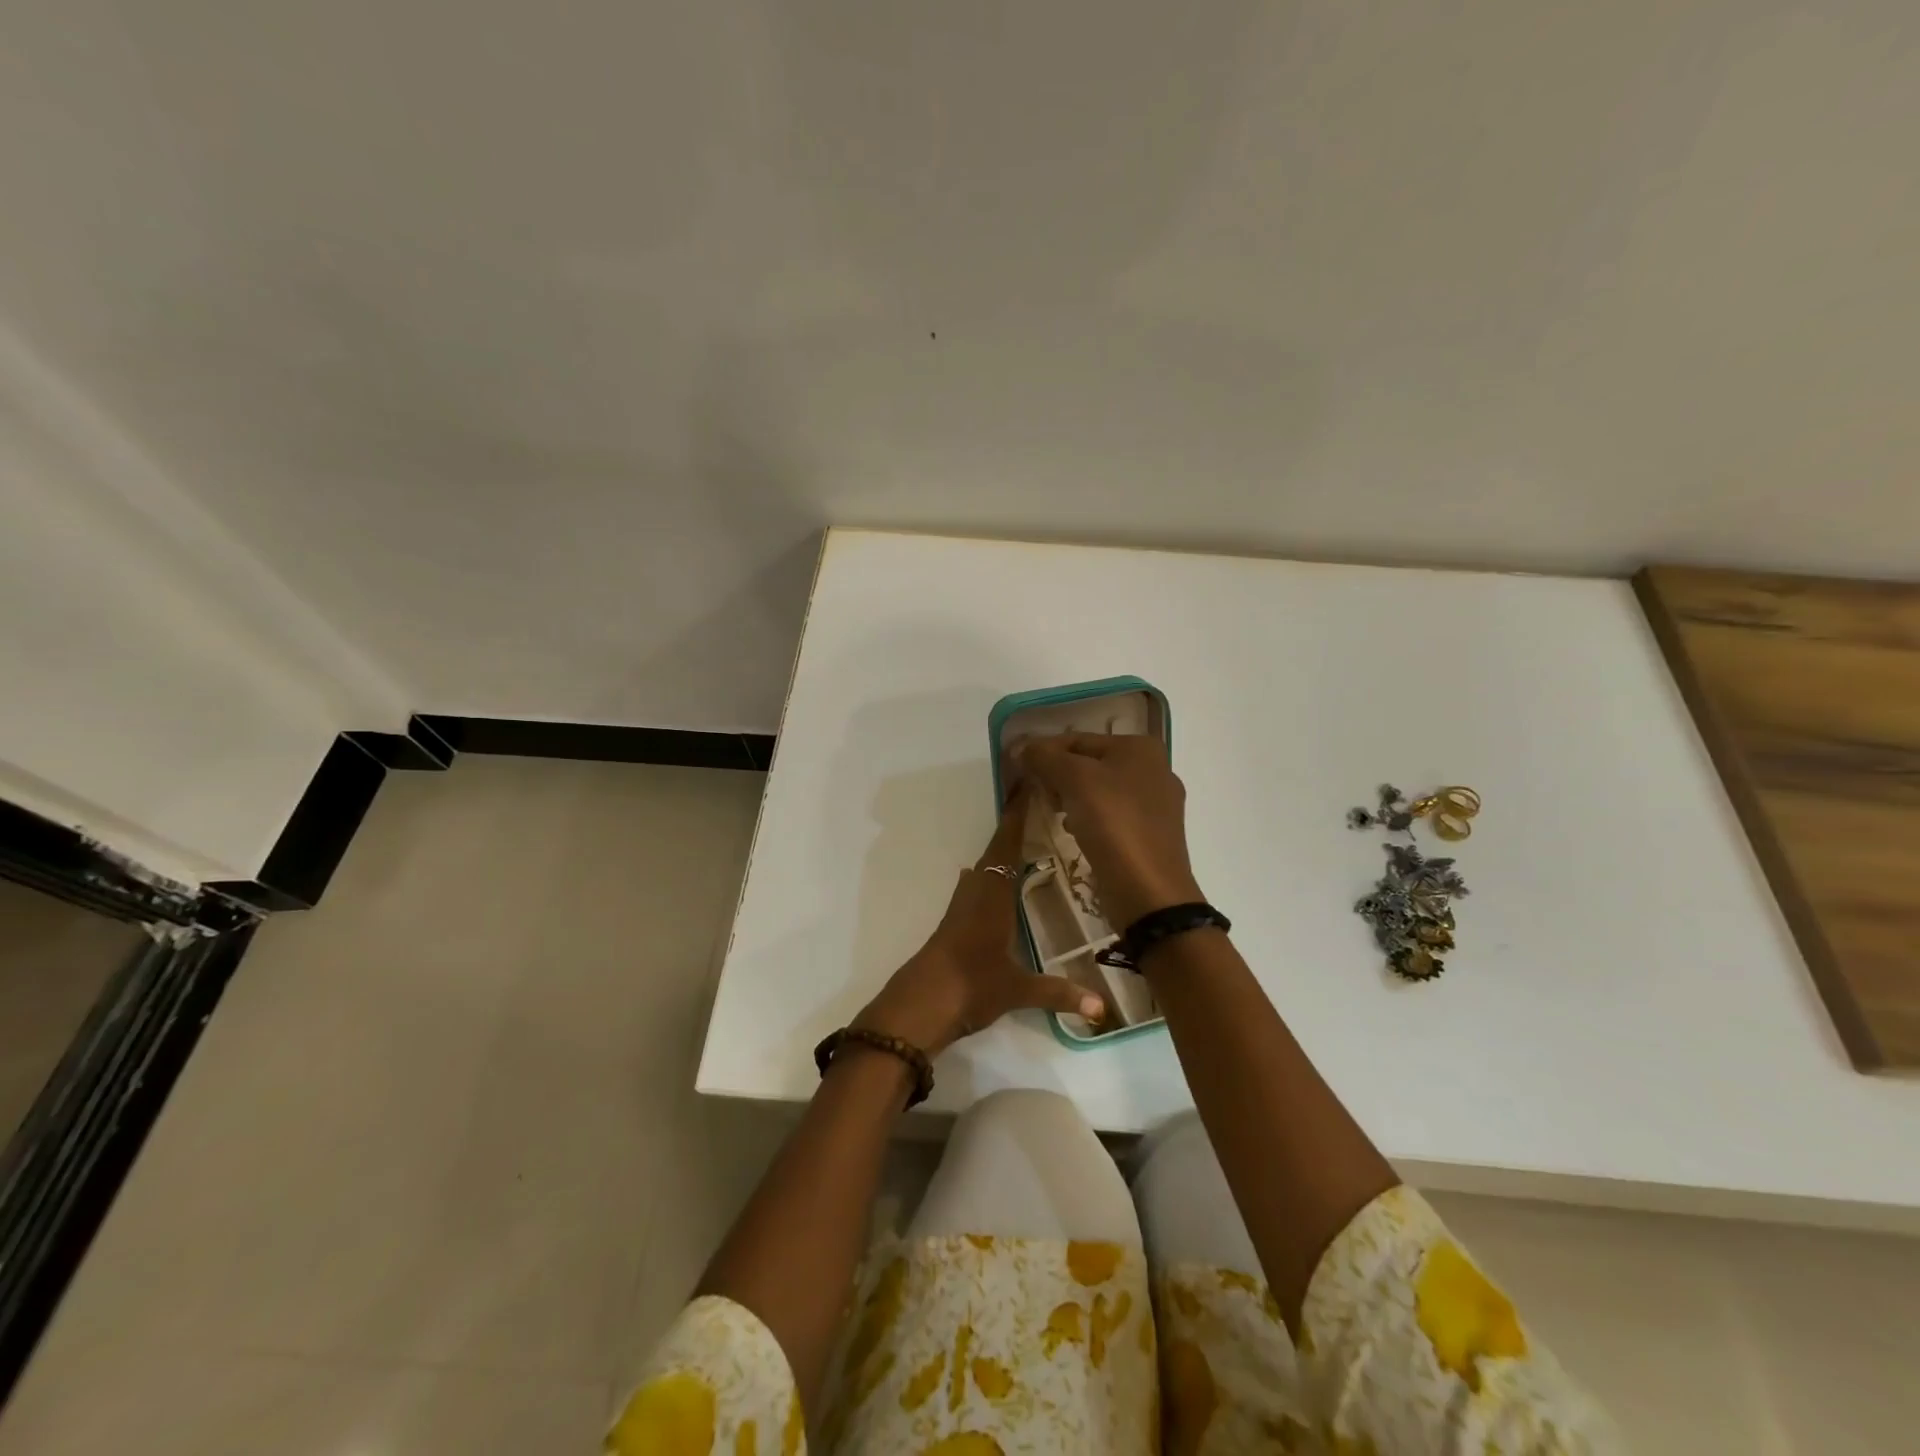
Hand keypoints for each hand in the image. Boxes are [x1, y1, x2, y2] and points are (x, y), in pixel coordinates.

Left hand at [853, 787, 1105, 1056]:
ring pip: (983, 867)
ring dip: (1001, 850)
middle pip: (995, 850)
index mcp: (993, 896)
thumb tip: (1102, 1008)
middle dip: (1014, 828)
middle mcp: (976, 893)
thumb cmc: (970, 986)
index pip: (1007, 846)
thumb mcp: (1017, 990)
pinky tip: (1001, 882)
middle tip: (1038, 807)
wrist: (919, 1006)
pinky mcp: (953, 923)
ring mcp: (961, 907)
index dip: (1017, 817)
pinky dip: (992, 873)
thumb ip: (1059, 993)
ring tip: (1027, 840)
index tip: (1026, 785)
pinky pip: (977, 885)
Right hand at [1015, 733, 1202, 926]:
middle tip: (1034, 793)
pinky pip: (1111, 817)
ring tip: (1052, 813)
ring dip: (1071, 798)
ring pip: (1100, 791)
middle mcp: (1154, 769)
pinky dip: (1089, 819)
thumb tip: (1021, 747)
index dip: (1043, 750)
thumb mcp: (1074, 780)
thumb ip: (1045, 757)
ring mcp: (1156, 805)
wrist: (1148, 892)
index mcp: (1140, 748)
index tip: (1016, 766)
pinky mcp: (1151, 835)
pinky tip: (1075, 833)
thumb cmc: (1113, 824)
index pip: (1078, 739)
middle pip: (1090, 763)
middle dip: (1058, 776)